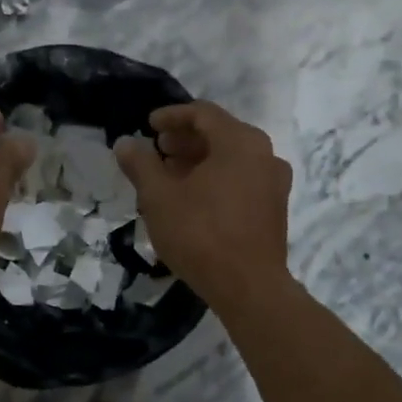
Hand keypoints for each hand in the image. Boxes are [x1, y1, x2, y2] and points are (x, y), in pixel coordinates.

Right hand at [114, 102, 291, 308]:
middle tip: (158, 151)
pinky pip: (242, 180)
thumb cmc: (200, 233)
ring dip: (200, 161)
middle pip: (220, 134)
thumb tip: (125, 143)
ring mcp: (275, 183)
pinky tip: (194, 199)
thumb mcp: (159, 196)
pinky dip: (217, 179)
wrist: (248, 287)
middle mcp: (265, 154)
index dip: (172, 116)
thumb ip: (141, 164)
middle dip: (186, 140)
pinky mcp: (275, 209)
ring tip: (170, 176)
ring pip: (232, 159)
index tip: (148, 126)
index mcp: (240, 142)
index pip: (203, 113)